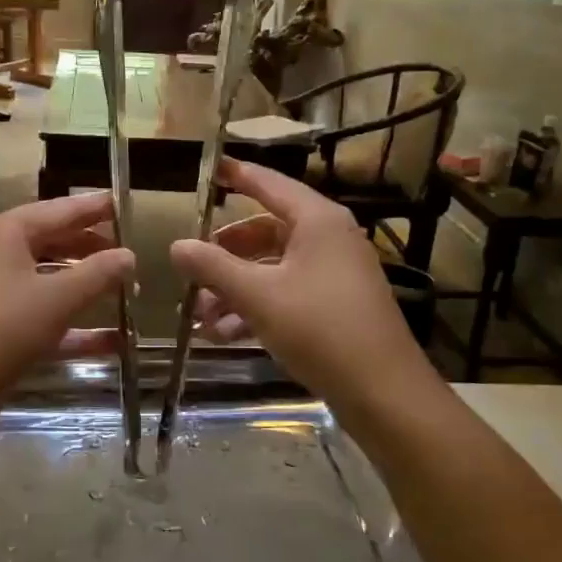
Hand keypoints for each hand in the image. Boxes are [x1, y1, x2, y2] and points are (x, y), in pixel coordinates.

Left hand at [0, 192, 134, 442]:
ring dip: (87, 288)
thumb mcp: (55, 299)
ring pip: (50, 282)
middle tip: (130, 252)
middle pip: (54, 243)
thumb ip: (98, 274)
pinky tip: (112, 342)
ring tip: (128, 291)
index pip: (60, 210)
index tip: (125, 203)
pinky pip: (43, 318)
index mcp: (6, 234)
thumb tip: (129, 255)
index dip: (95, 207)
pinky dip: (74, 328)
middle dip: (93, 249)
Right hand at [170, 159, 429, 417]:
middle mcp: (328, 238)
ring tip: (200, 317)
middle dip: (224, 254)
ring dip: (235, 288)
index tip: (208, 169)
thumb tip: (176, 246)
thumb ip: (214, 268)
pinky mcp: (335, 305)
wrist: (384, 393)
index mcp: (317, 220)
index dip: (236, 175)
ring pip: (272, 267)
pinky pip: (286, 292)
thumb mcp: (259, 296)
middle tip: (191, 269)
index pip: (269, 183)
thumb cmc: (321, 330)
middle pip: (265, 230)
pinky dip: (256, 307)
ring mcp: (334, 273)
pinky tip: (225, 335)